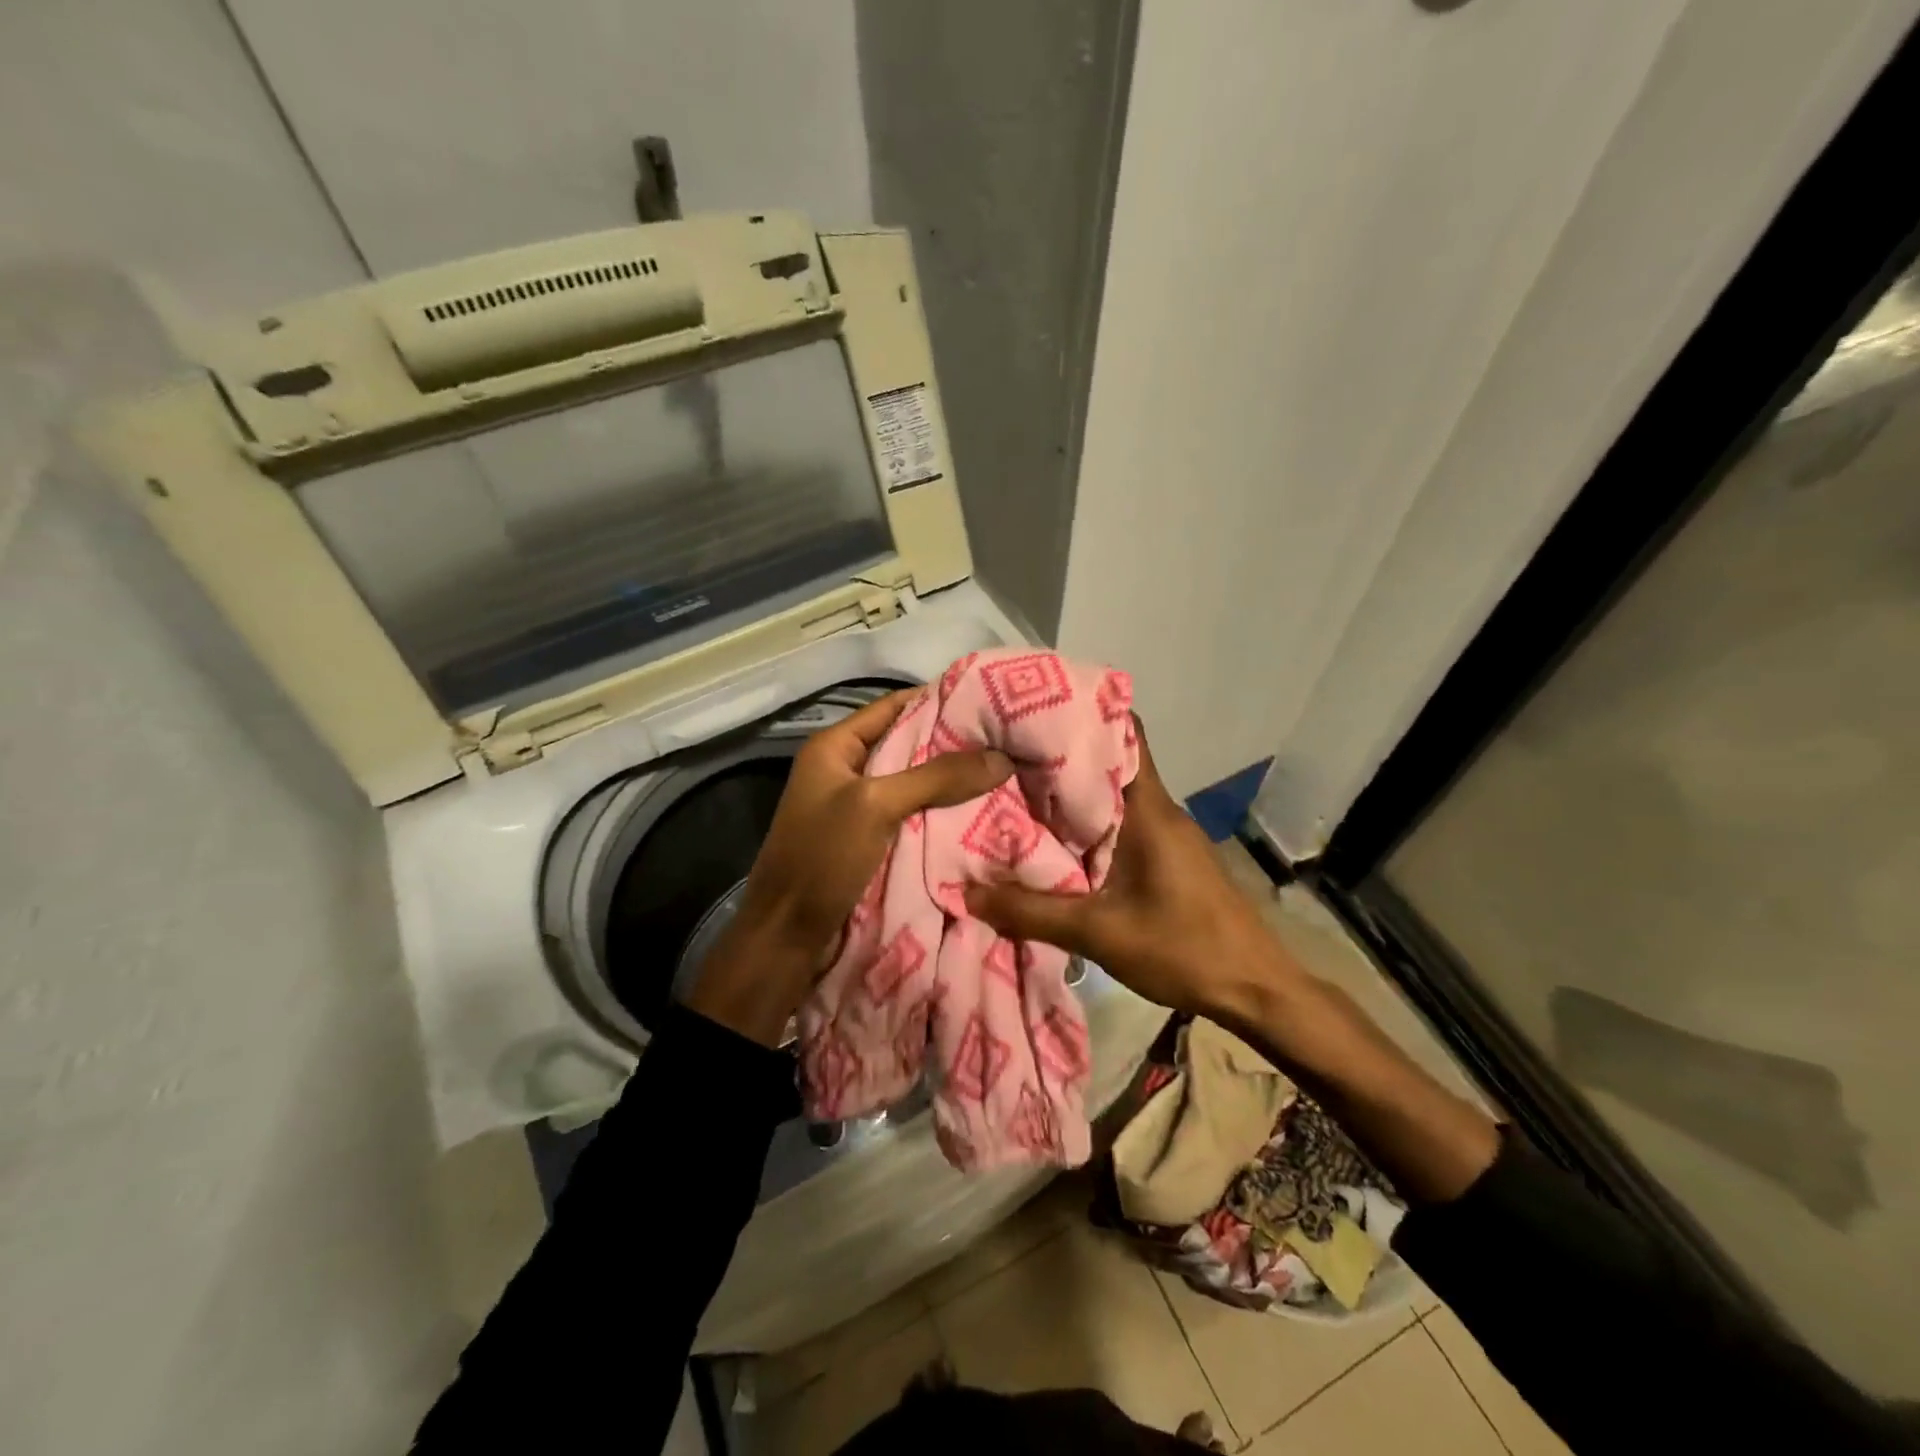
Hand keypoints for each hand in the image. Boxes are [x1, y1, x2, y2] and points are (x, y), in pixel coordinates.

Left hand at [686, 689, 1013, 1044]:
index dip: (938, 699)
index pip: (893, 706)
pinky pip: (910, 813)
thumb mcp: (876, 806)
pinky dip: (939, 810)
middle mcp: (845, 768)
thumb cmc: (822, 857)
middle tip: (1006, 739)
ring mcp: (856, 805)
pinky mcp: (868, 838)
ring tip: (1003, 770)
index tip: (989, 699)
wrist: (787, 935)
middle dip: (952, 742)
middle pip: (906, 743)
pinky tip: (978, 809)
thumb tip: (1001, 757)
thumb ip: (936, 777)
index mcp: (834, 746)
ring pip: (912, 781)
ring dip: (949, 780)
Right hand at [963, 717, 1301, 1023]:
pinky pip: (1124, 825)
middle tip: (1006, 759)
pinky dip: (1090, 826)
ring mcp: (1169, 834)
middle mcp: (1160, 810)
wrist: (1257, 990)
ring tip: (1019, 798)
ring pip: (1115, 797)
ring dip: (1073, 797)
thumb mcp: (1100, 934)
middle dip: (1060, 759)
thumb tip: (968, 893)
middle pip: (1109, 763)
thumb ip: (1032, 913)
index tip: (1032, 714)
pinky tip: (1058, 845)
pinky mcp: (1171, 858)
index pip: (1124, 733)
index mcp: (1148, 809)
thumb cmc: (1184, 949)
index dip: (1080, 716)